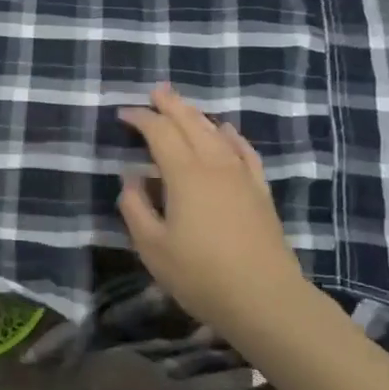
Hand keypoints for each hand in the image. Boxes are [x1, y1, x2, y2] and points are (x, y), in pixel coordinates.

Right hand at [117, 84, 310, 332]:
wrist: (264, 298)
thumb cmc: (200, 275)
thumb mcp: (152, 247)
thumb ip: (135, 207)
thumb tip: (131, 178)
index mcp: (184, 174)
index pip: (159, 132)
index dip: (141, 118)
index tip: (124, 113)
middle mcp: (214, 164)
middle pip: (191, 123)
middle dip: (171, 104)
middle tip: (156, 91)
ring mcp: (241, 176)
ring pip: (217, 133)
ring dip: (197, 116)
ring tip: (184, 107)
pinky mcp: (260, 191)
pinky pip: (244, 152)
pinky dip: (232, 136)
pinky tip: (227, 131)